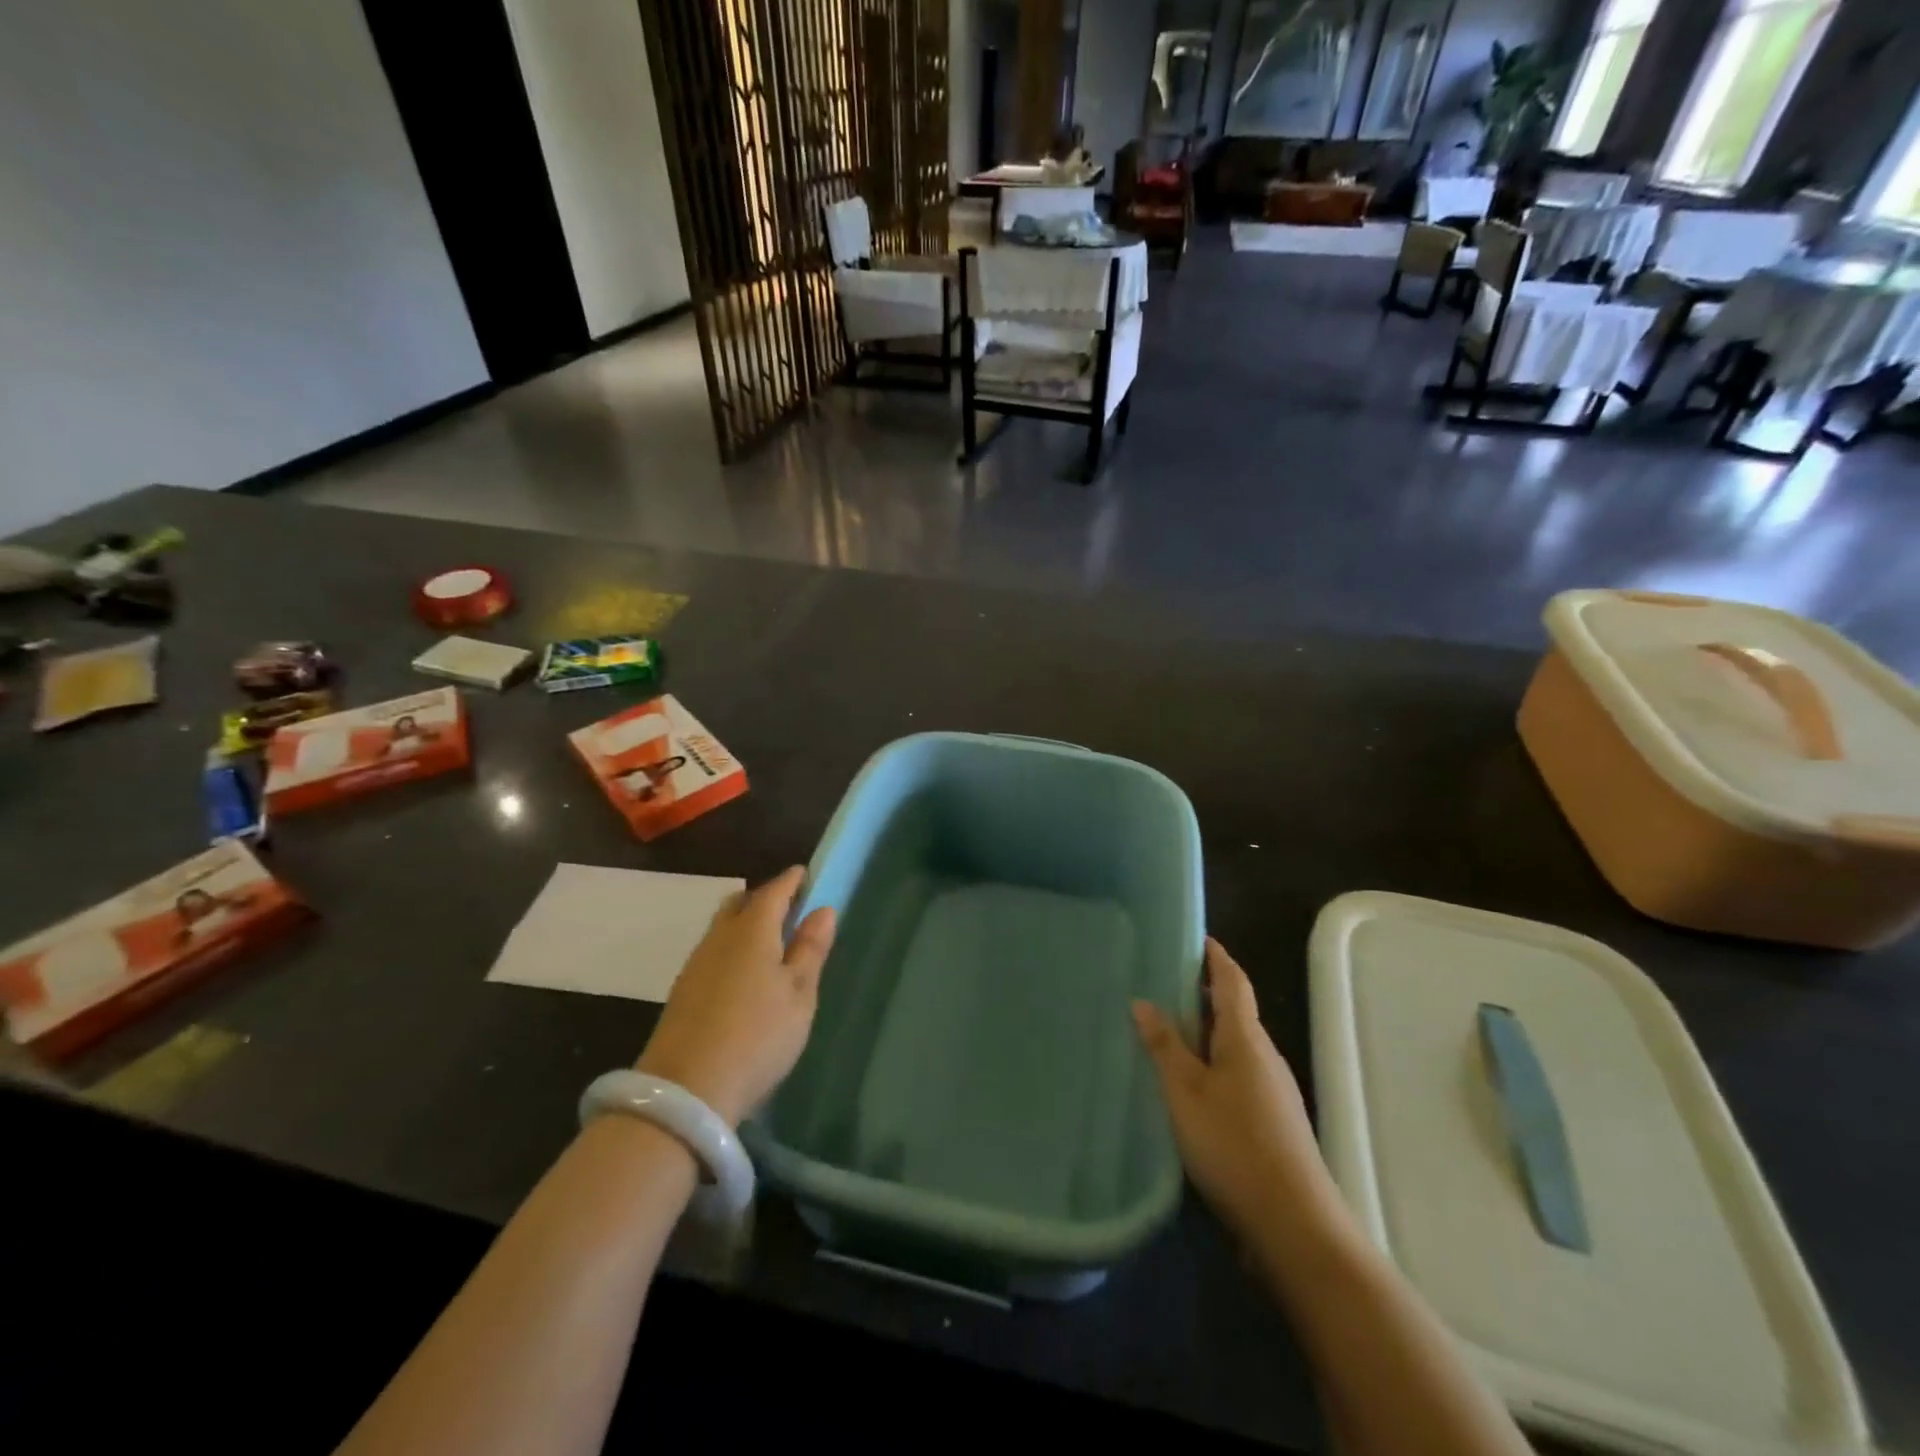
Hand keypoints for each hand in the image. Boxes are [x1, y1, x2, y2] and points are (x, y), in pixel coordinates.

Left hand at [636, 866, 835, 1126]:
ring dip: (746, 924)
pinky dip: (732, 949)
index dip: (792, 881)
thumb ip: (810, 950)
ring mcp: (696, 965)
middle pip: (741, 903)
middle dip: (764, 898)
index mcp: (752, 930)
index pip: (774, 891)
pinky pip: (713, 952)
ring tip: (770, 943)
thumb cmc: (758, 1035)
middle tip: (788, 908)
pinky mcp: (682, 992)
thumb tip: (823, 909)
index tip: (806, 874)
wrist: (686, 1091)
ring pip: (723, 928)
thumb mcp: (799, 995)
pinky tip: (743, 975)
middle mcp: (719, 938)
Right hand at [1133, 939, 1335, 1245]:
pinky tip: (1191, 1085)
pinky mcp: (1274, 1123)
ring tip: (1169, 1031)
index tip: (1197, 939)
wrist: (1295, 1224)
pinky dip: (1214, 1064)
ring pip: (1237, 1047)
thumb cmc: (1233, 1145)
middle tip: (1165, 984)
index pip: (1233, 982)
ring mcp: (1274, 1092)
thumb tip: (1143, 1001)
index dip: (1216, 958)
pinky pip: (1239, 1075)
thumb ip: (1164, 1046)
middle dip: (1206, 994)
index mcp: (1246, 1039)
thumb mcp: (1184, 1092)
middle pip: (1236, 1012)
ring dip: (1208, 1032)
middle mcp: (1266, 1057)